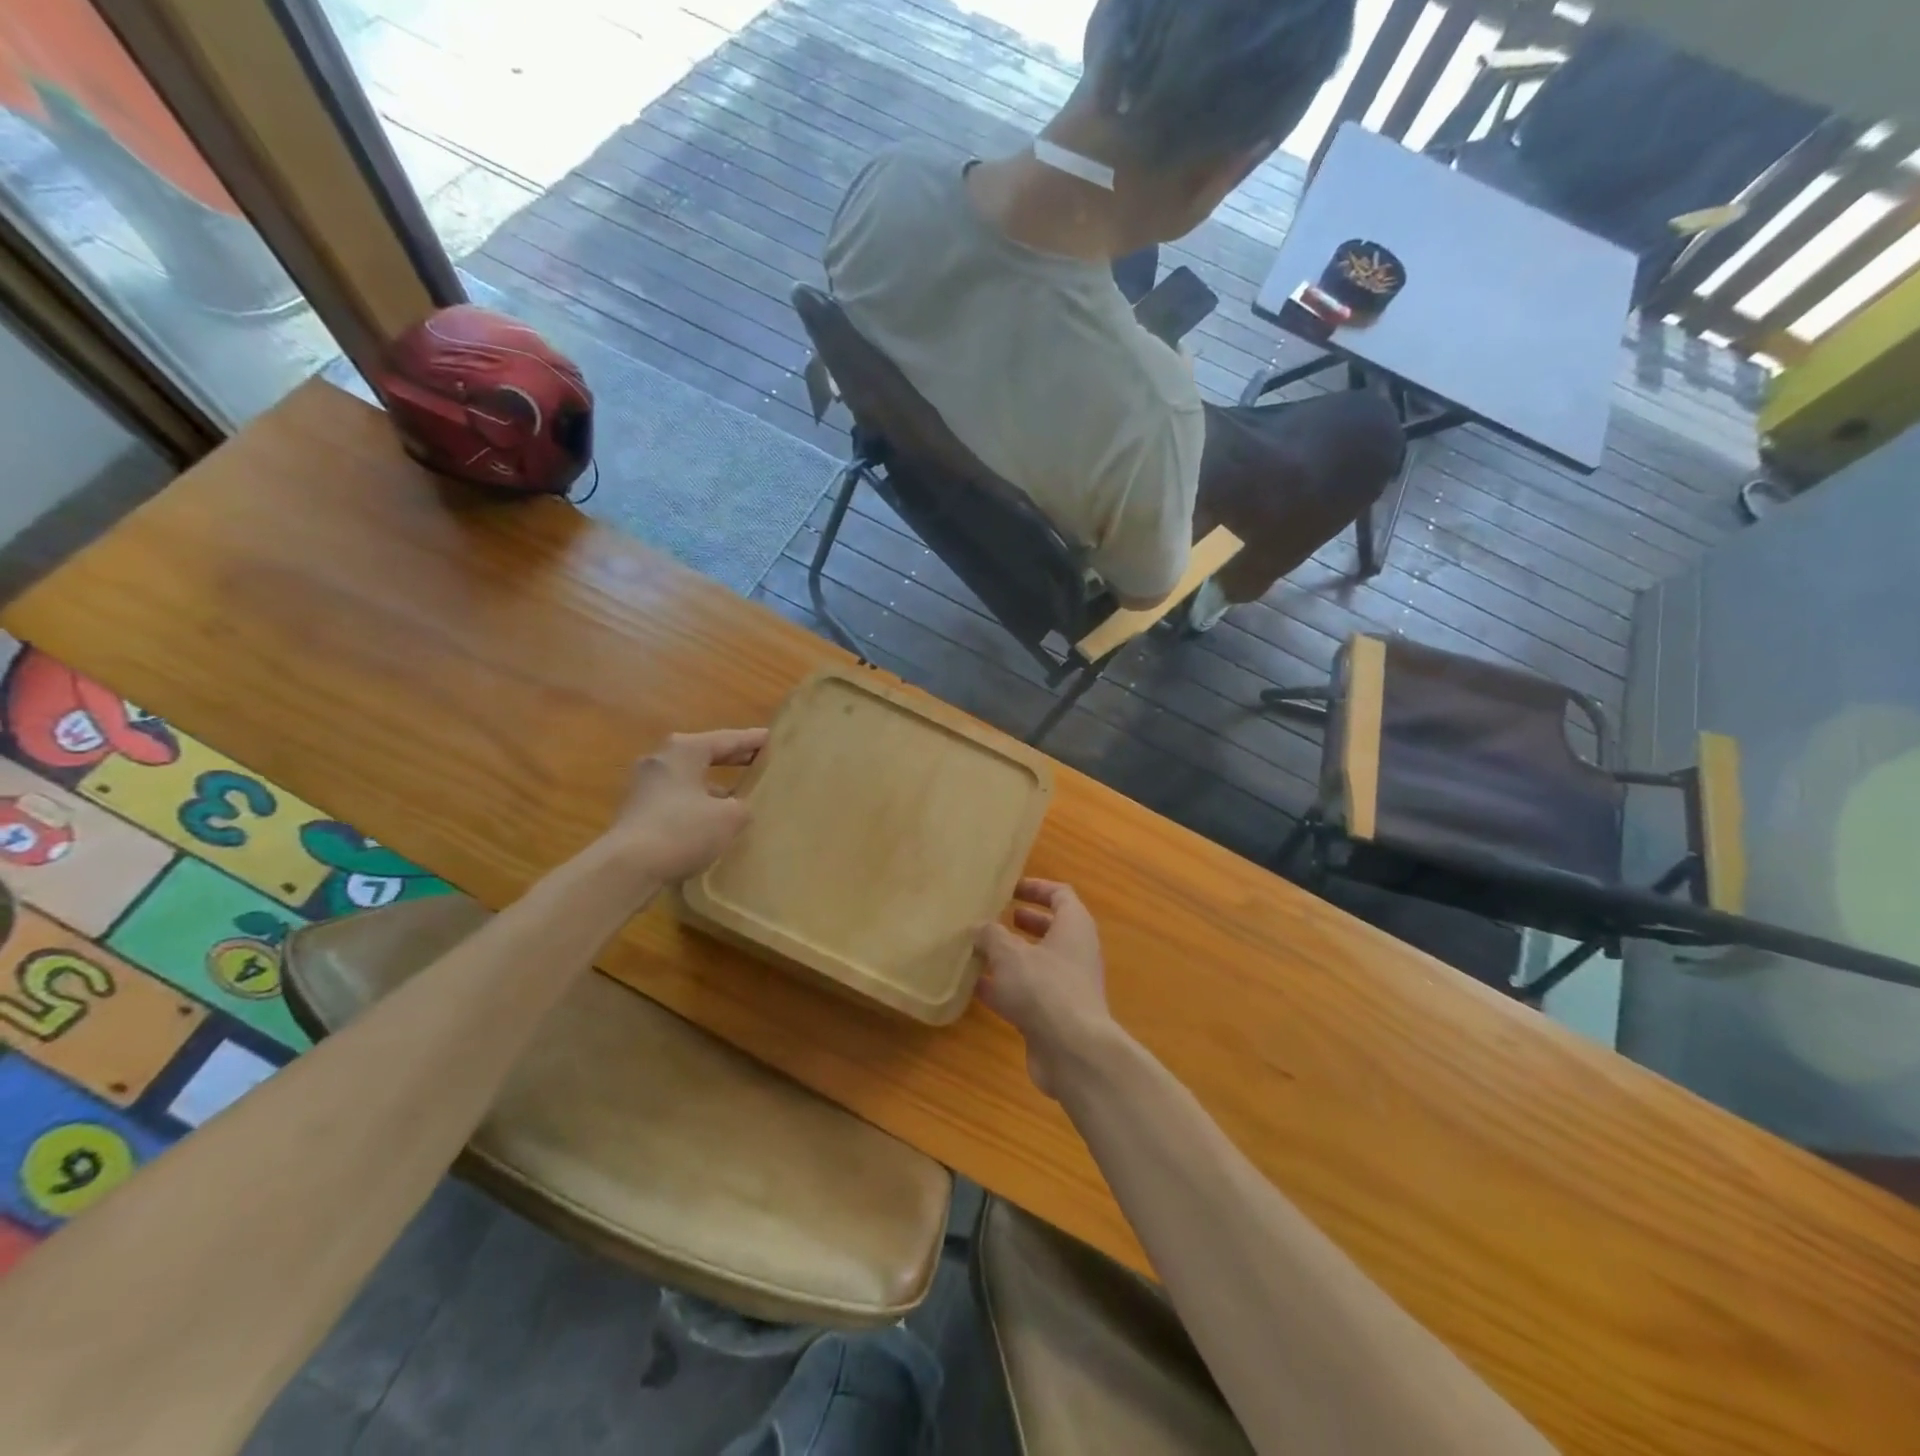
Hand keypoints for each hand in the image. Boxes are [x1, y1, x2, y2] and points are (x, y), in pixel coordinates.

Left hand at [608, 728, 767, 882]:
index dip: (752, 740)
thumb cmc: (683, 830)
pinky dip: (695, 804)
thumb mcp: (729, 817)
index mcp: (684, 750)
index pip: (726, 739)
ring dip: (712, 786)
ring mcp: (644, 786)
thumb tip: (737, 808)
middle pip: (703, 755)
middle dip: (731, 759)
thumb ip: (741, 807)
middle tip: (757, 761)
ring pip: (688, 779)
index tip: (771, 738)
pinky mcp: (636, 812)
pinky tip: (710, 823)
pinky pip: (675, 800)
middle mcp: (661, 760)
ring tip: (737, 797)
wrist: (627, 867)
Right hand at [975, 879, 1120, 1098]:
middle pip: (1050, 929)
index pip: (1060, 895)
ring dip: (1009, 957)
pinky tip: (976, 987)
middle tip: (993, 918)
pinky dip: (1005, 987)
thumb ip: (991, 936)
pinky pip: (1028, 993)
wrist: (1073, 1052)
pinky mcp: (1056, 1015)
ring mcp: (1067, 986)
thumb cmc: (1045, 988)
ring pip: (1036, 963)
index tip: (1010, 889)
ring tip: (977, 950)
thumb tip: (980, 928)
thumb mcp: (1010, 954)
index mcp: (1074, 927)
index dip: (1036, 888)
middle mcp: (1075, 952)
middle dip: (1022, 923)